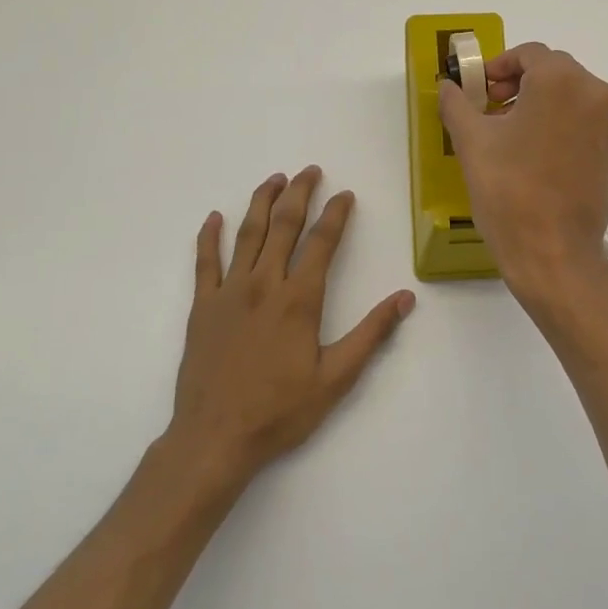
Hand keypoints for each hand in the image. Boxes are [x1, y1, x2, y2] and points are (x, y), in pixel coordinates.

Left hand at [167, 167, 414, 482]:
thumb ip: (371, 334)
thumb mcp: (337, 378)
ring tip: (274, 180)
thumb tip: (405, 298)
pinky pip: (204, 262)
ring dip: (261, 202)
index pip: (321, 243)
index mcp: (299, 299)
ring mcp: (228, 292)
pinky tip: (214, 217)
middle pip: (284, 226)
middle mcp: (263, 284)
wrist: (215, 437)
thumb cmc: (280, 410)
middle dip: (299, 194)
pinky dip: (209, 236)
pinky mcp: (202, 307)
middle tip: (309, 171)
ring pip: (247, 234)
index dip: (336, 214)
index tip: (345, 194)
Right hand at [437, 43, 607, 307]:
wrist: (553, 252)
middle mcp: (596, 93)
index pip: (529, 54)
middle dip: (521, 84)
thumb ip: (457, 103)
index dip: (498, 67)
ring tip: (515, 134)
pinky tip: (541, 157)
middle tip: (492, 110)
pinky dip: (565, 128)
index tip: (480, 90)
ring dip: (544, 105)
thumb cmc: (508, 190)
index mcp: (562, 80)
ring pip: (574, 98)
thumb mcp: (471, 141)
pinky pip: (588, 125)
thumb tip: (448, 85)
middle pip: (555, 72)